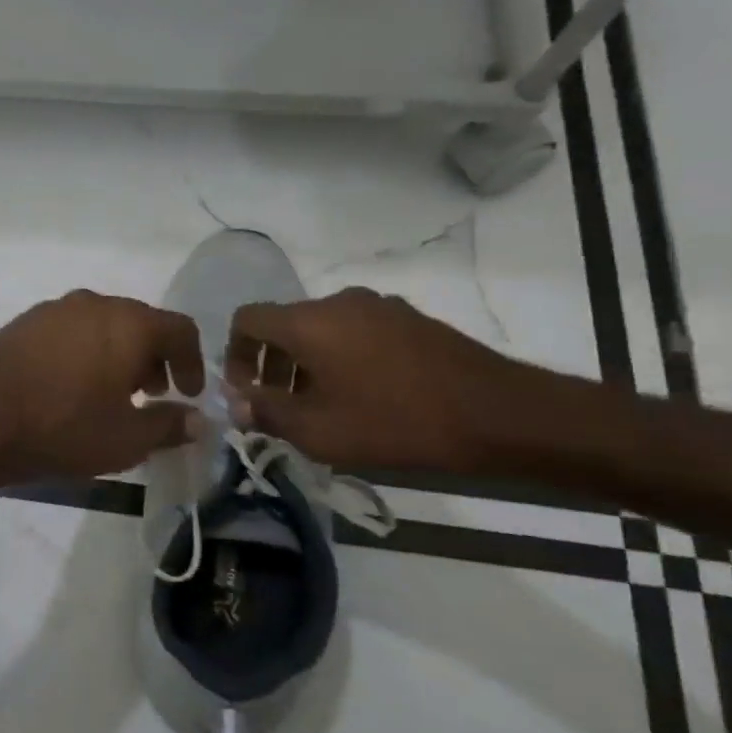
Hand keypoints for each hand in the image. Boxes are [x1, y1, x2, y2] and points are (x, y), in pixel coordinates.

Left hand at [0, 290, 206, 481]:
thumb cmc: (63, 427)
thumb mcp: (127, 439)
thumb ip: (169, 425)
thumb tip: (197, 420)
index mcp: (129, 323)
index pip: (180, 329)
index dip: (193, 362)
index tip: (189, 393)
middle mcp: (94, 303)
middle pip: (140, 323)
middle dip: (154, 358)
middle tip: (151, 395)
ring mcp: (54, 309)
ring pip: (103, 325)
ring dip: (118, 355)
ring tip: (111, 394)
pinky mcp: (23, 322)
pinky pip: (70, 331)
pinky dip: (85, 352)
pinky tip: (71, 386)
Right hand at [227, 288, 539, 471]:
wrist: (497, 414)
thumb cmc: (395, 422)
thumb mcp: (319, 430)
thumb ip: (267, 412)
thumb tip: (236, 404)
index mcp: (310, 322)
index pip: (248, 319)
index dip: (233, 354)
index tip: (244, 392)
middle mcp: (340, 302)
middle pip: (284, 324)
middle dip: (271, 365)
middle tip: (278, 407)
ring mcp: (379, 307)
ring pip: (321, 329)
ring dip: (306, 364)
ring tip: (319, 408)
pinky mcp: (409, 320)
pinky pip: (355, 332)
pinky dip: (340, 358)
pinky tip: (361, 397)